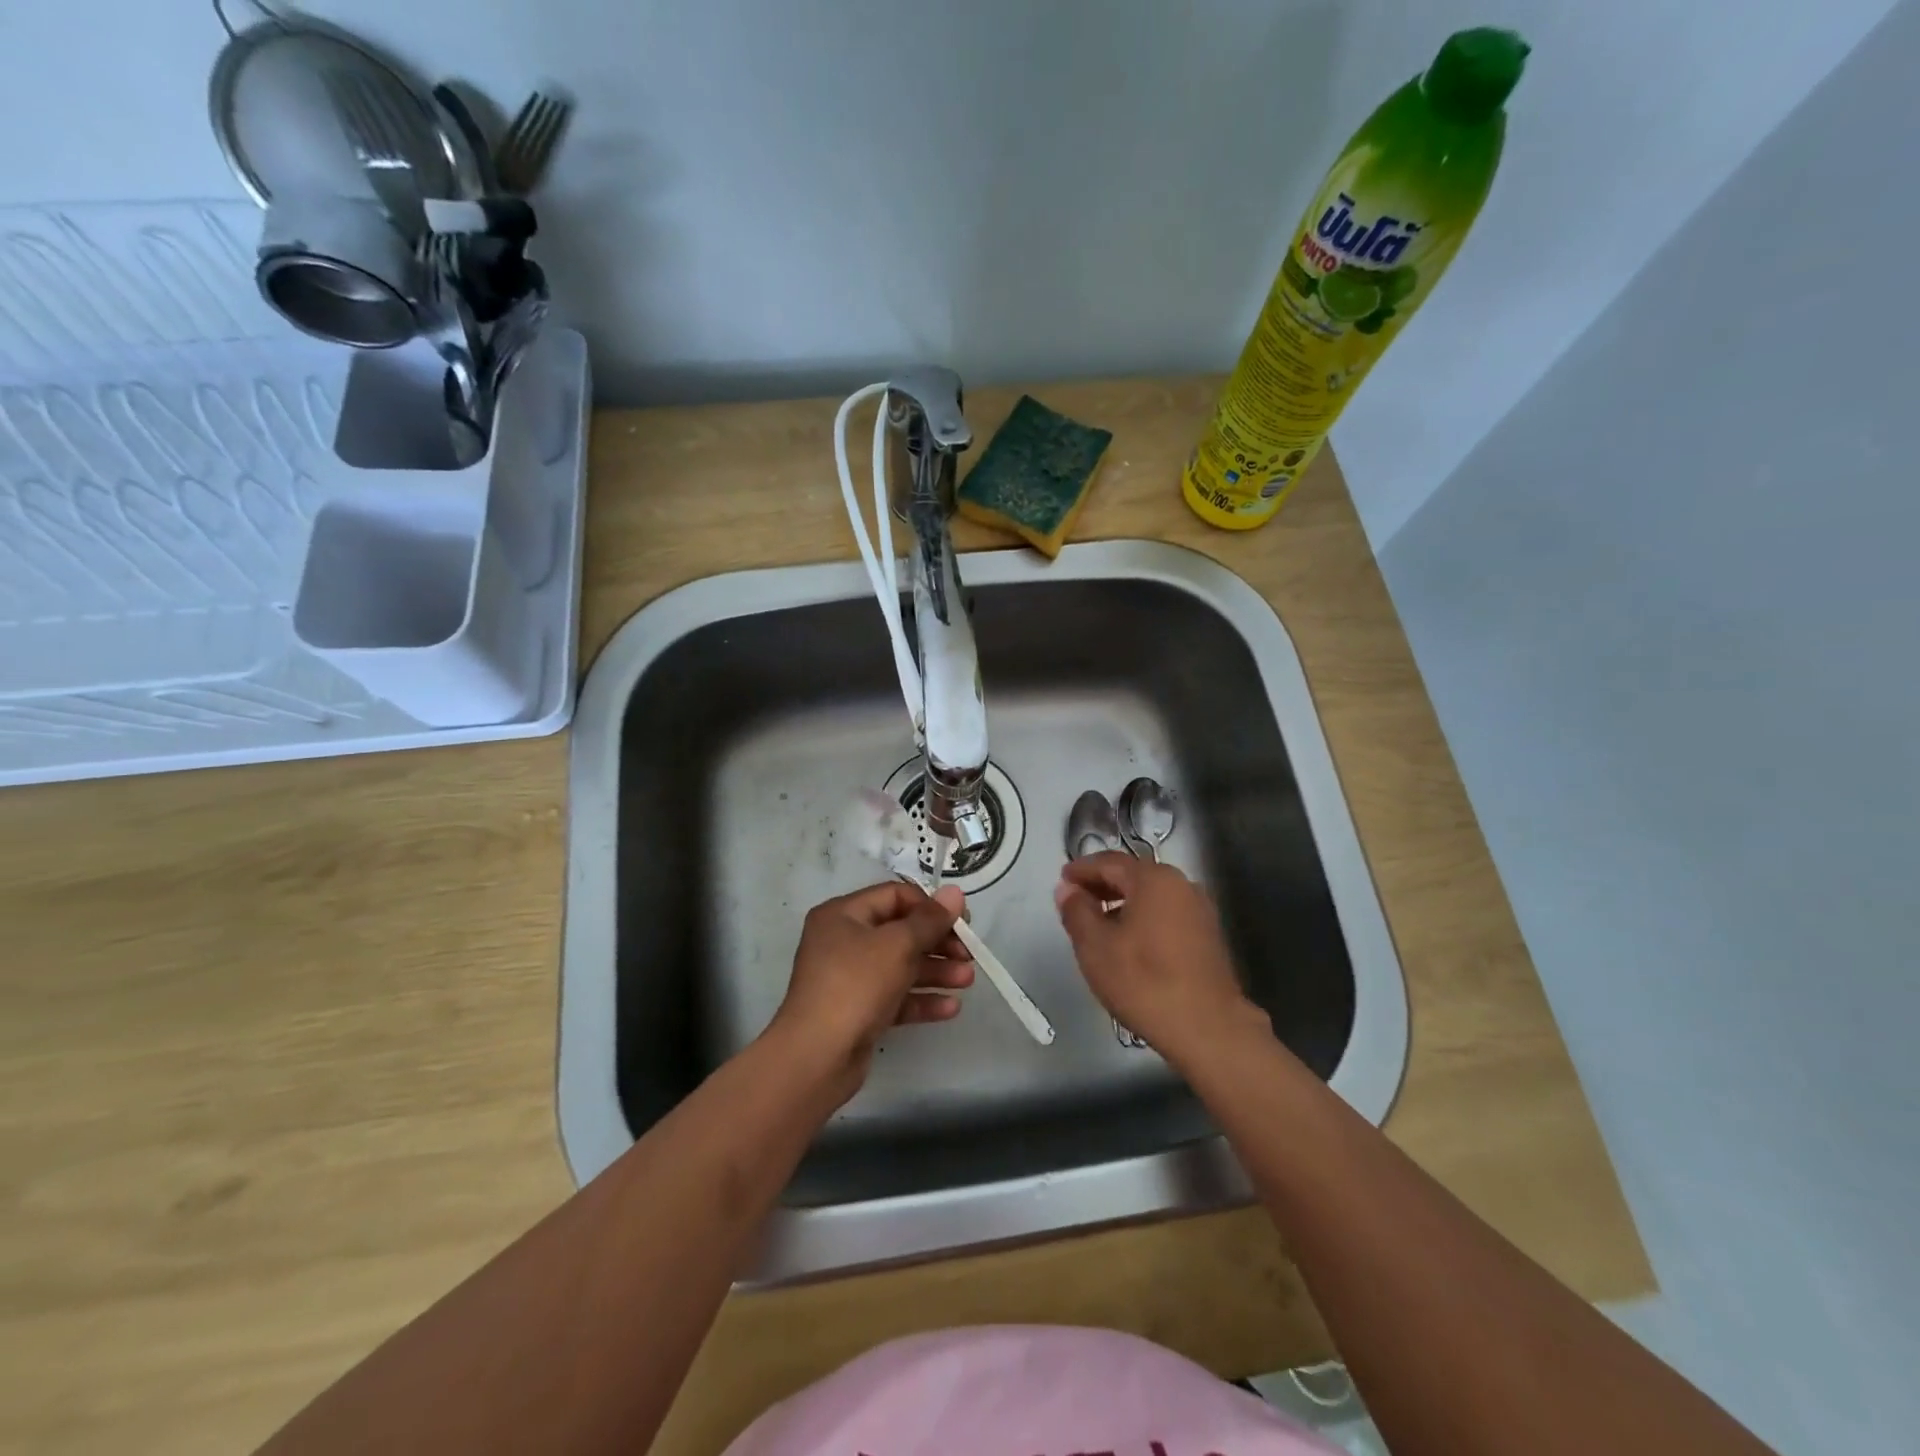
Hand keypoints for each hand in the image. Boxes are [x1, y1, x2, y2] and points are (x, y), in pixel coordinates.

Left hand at [768, 881, 974, 1101]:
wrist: (816, 1057)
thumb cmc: (855, 986)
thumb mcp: (898, 945)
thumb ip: (930, 919)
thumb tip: (955, 892)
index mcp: (843, 914)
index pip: (894, 896)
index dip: (930, 906)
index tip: (962, 922)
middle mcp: (843, 941)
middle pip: (900, 932)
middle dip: (938, 942)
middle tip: (969, 955)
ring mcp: (849, 978)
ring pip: (900, 966)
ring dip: (935, 971)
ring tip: (967, 981)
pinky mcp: (857, 1011)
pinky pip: (894, 997)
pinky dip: (920, 999)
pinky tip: (950, 1008)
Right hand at [1054, 852, 1267, 1065]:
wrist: (1207, 1027)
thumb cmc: (1144, 981)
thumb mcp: (1095, 946)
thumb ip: (1077, 910)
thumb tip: (1068, 889)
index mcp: (1153, 879)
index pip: (1109, 862)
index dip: (1082, 869)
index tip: (1063, 880)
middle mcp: (1181, 884)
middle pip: (1133, 875)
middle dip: (1102, 884)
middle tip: (1075, 900)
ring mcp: (1199, 909)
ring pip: (1150, 895)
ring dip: (1122, 902)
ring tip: (1098, 924)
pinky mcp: (1207, 934)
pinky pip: (1166, 912)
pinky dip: (1142, 916)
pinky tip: (1128, 941)